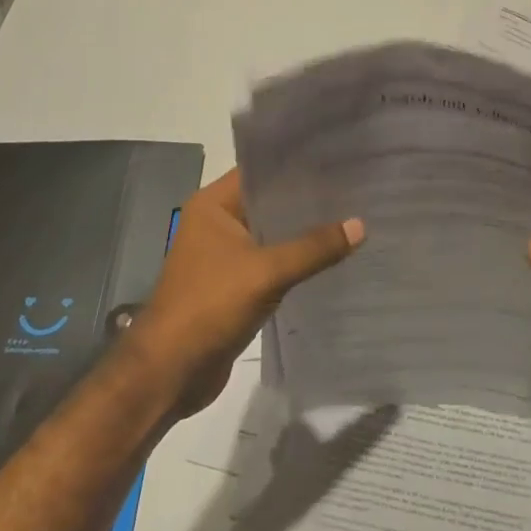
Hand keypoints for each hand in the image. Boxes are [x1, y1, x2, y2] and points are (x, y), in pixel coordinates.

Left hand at [129, 168, 362, 415]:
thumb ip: (313, 248)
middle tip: (354, 189)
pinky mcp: (233, 284)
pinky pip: (271, 262)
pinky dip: (296, 260)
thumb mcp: (266, 272)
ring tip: (350, 217)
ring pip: (272, 234)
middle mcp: (217, 223)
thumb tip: (360, 225)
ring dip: (303, 232)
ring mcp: (224, 255)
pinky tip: (330, 257)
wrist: (170, 371)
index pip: (260, 170)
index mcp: (213, 205)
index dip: (296, 164)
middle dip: (307, 199)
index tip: (337, 158)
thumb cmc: (210, 306)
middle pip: (268, 202)